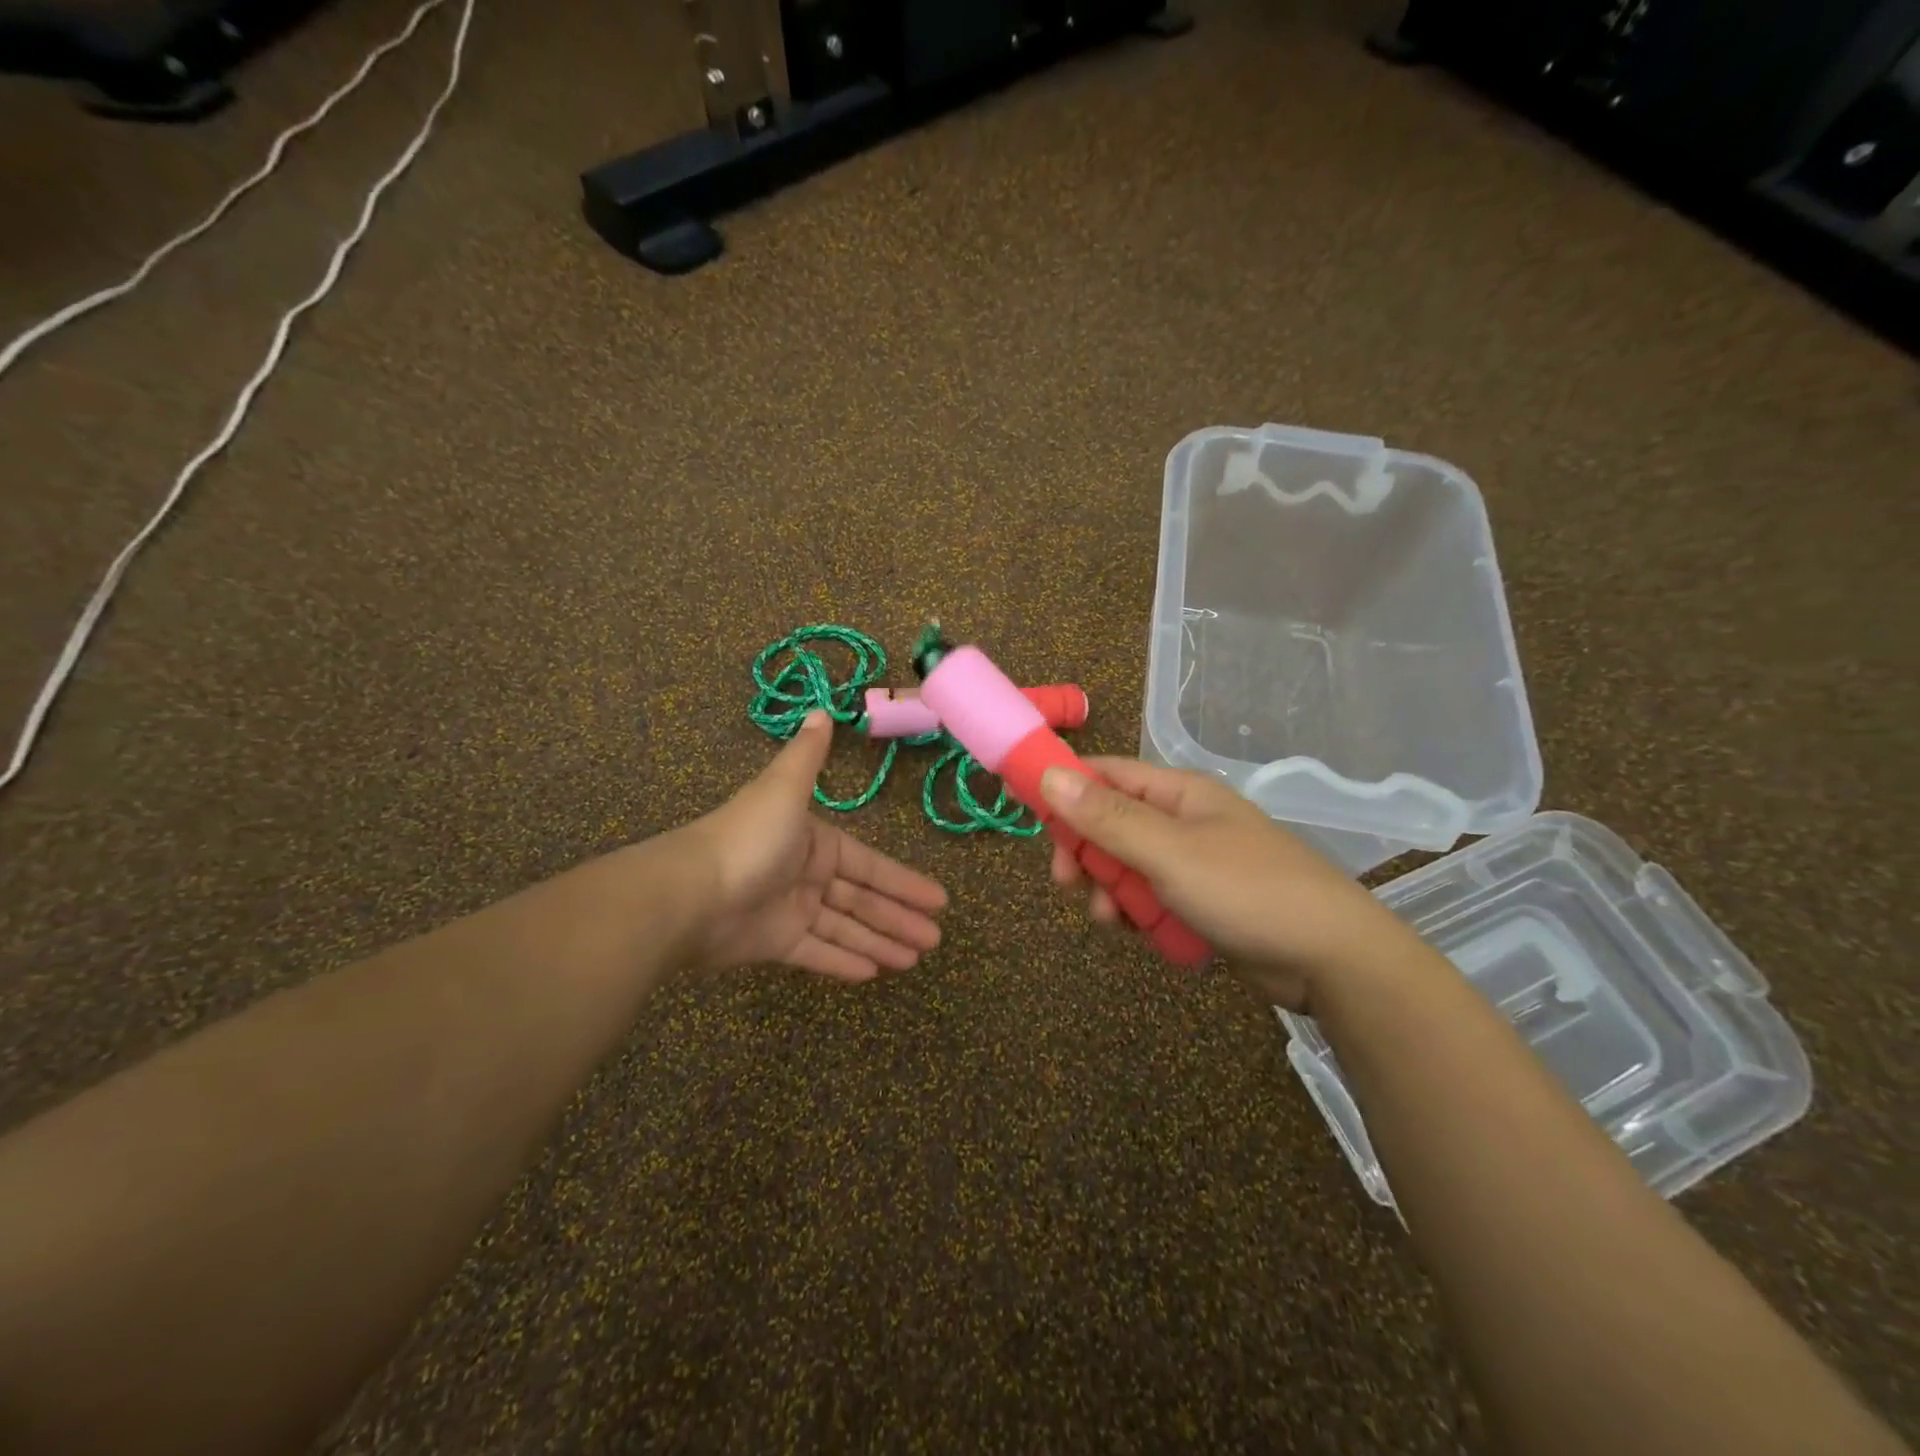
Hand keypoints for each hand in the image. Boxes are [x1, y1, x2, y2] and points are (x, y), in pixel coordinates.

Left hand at [681, 712, 948, 980]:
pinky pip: (817, 953)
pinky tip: (874, 974)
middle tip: (935, 938)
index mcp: (813, 841)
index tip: (938, 899)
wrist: (690, 893)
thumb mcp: (784, 788)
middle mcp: (805, 874)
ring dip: (880, 942)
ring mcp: (790, 911)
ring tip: (916, 959)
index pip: (868, 864)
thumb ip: (808, 756)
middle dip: (899, 917)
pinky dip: (843, 962)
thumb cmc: (749, 838)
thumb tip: (821, 709)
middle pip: (861, 899)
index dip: (903, 881)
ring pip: (845, 928)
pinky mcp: (774, 943)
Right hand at [1039, 758, 1415, 1009]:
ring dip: (1107, 891)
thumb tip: (1048, 775)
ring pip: (1122, 867)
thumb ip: (1106, 817)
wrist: (1329, 959)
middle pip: (1107, 824)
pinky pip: (1146, 898)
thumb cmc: (1246, 891)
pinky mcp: (1197, 901)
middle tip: (1066, 882)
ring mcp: (1190, 862)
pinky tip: (1136, 933)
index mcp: (1177, 792)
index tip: (1031, 819)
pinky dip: (1134, 914)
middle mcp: (1180, 820)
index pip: (1104, 774)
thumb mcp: (1168, 852)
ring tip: (1112, 919)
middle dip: (1083, 853)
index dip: (1064, 789)